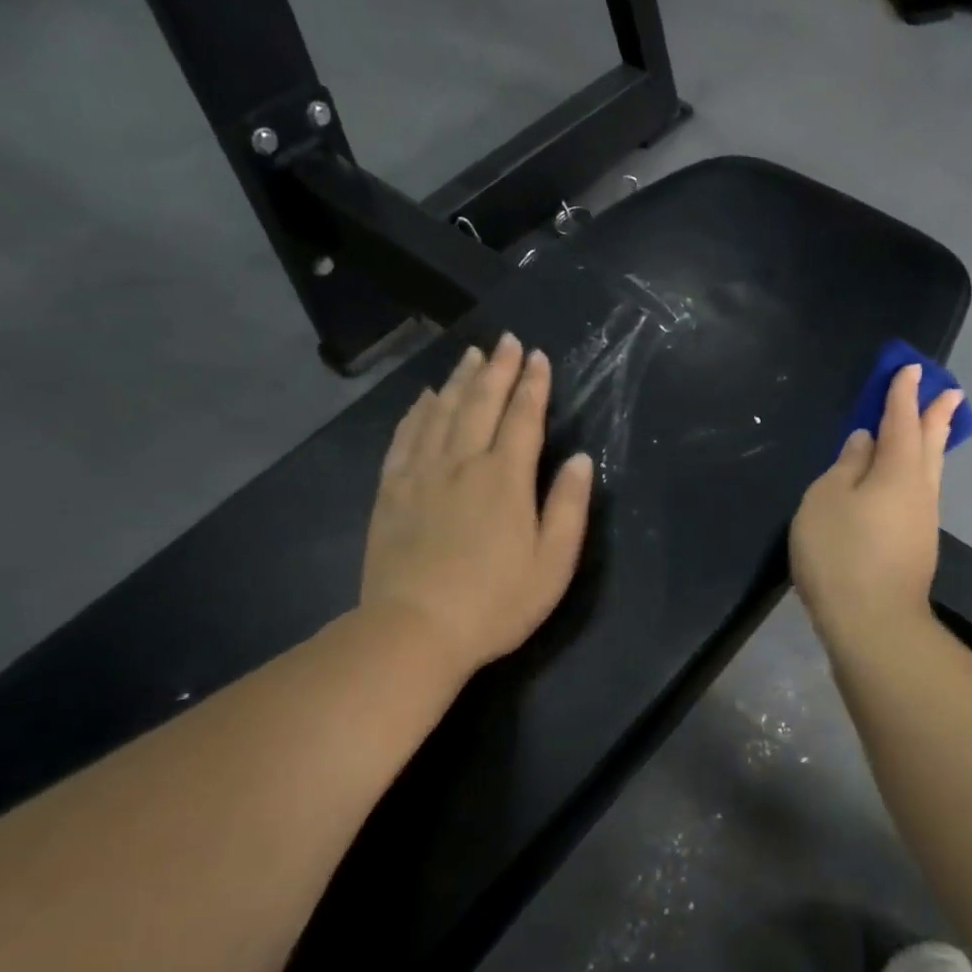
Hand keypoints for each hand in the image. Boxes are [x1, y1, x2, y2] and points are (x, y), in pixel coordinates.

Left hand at [362, 332, 594, 670]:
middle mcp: (462, 463)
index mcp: (505, 478)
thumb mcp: (552, 563)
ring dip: (458, 380)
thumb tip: (580, 460)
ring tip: (469, 355)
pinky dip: (416, 412)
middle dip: (497, 368)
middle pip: (480, 403)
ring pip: (441, 412)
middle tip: (506, 340)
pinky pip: (404, 437)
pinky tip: (423, 398)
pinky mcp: (391, 491)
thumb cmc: (495, 602)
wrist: (414, 631)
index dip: (534, 385)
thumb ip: (568, 507)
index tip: (539, 356)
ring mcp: (421, 474)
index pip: (523, 418)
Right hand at [790, 364, 963, 651]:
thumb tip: (865, 442)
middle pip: (930, 443)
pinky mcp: (917, 545)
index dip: (902, 395)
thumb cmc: (841, 553)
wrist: (873, 623)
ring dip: (934, 443)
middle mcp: (919, 490)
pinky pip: (922, 492)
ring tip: (937, 426)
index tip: (911, 369)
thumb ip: (846, 466)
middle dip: (936, 415)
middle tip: (950, 391)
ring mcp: (923, 520)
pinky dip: (921, 472)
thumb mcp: (827, 500)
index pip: (901, 421)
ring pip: (930, 470)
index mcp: (898, 470)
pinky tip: (910, 480)